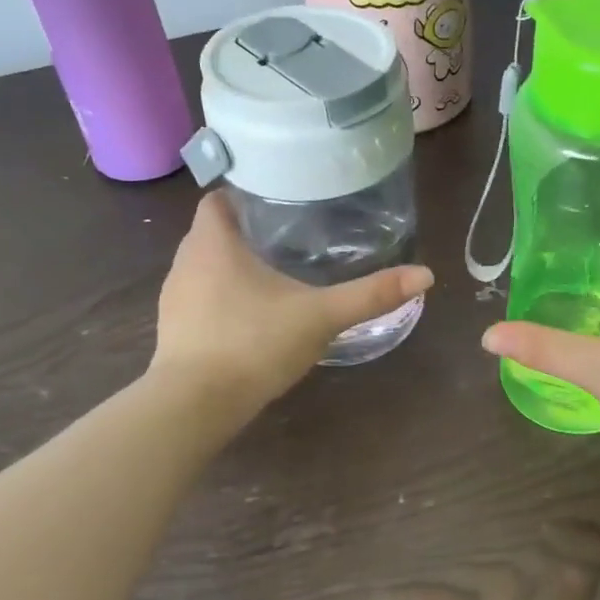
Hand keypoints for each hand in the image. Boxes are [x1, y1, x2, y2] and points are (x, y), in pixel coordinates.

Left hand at [151, 193, 433, 412]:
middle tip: (290, 234)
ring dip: (232, 265)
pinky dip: (223, 297)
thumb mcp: (321, 316)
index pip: (219, 198)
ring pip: (205, 266)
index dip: (245, 194)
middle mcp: (186, 262)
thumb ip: (370, 295)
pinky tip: (252, 314)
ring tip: (275, 270)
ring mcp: (174, 298)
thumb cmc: (254, 344)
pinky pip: (200, 298)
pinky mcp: (173, 330)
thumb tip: (425, 275)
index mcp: (213, 243)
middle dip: (246, 229)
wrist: (196, 406)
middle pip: (213, 231)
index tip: (279, 199)